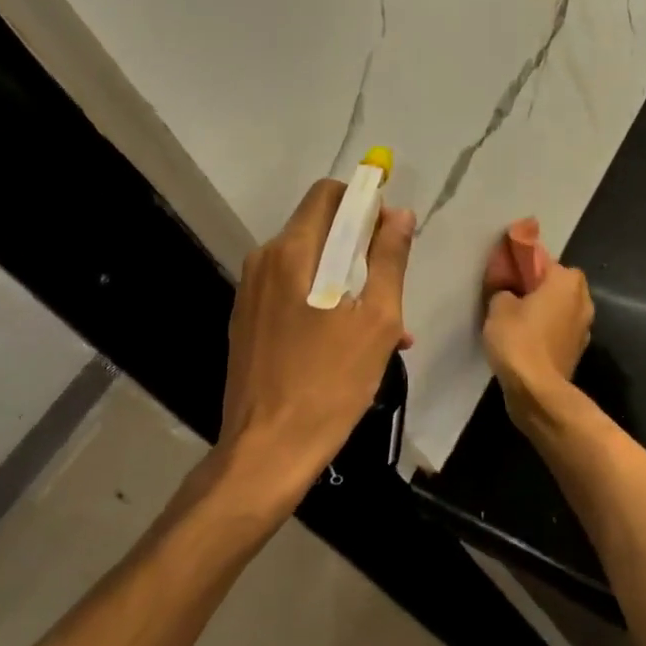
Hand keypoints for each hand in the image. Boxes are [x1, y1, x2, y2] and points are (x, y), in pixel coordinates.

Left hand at [220, 179, 414, 496]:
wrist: (266, 451)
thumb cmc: (330, 383)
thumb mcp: (377, 320)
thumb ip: (389, 259)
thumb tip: (399, 214)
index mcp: (294, 251)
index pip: (328, 194)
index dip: (363, 202)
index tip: (388, 234)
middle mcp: (265, 259)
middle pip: (318, 228)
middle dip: (357, 246)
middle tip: (387, 288)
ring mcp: (250, 291)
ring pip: (308, 262)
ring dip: (344, 278)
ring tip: (378, 325)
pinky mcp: (246, 319)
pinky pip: (291, 291)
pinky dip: (321, 300)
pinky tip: (347, 341)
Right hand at [483, 241, 593, 430]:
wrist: (537, 391)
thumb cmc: (519, 339)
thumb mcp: (498, 306)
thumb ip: (504, 290)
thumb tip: (510, 293)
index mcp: (567, 280)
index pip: (543, 260)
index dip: (523, 266)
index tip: (506, 275)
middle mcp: (582, 299)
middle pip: (556, 284)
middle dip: (538, 288)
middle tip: (512, 296)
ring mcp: (584, 327)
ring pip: (560, 308)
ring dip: (544, 310)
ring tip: (517, 320)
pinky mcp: (578, 350)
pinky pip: (559, 329)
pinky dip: (546, 331)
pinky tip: (526, 340)